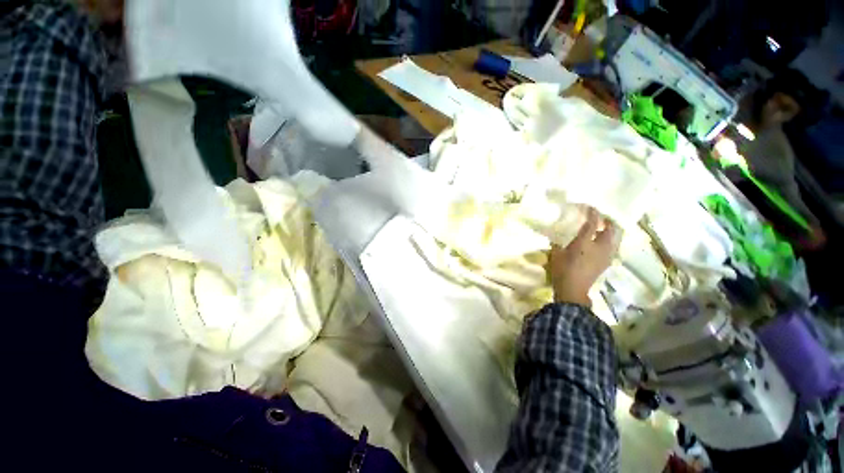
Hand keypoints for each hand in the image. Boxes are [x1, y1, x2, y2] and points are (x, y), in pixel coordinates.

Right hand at [549, 208, 621, 306]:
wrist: (573, 289)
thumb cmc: (562, 270)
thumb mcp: (556, 254)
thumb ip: (557, 244)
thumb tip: (556, 239)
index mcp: (585, 242)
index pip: (592, 223)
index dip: (592, 213)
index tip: (590, 207)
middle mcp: (600, 246)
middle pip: (612, 229)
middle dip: (608, 221)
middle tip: (600, 217)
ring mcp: (606, 255)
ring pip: (615, 238)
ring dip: (610, 231)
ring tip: (602, 229)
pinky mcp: (607, 262)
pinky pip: (613, 247)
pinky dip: (609, 241)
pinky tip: (600, 243)